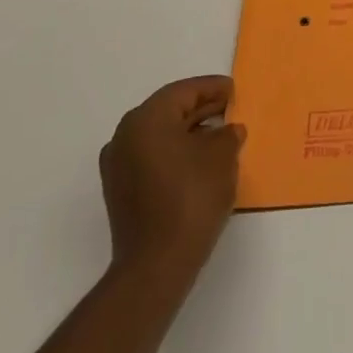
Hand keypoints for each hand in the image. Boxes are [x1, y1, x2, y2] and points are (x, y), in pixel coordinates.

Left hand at [98, 76, 244, 282]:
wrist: (157, 264)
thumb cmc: (191, 197)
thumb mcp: (222, 156)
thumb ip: (228, 134)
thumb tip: (228, 131)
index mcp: (146, 120)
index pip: (183, 92)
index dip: (212, 88)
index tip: (234, 89)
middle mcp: (125, 136)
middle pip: (168, 111)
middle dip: (201, 109)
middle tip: (230, 108)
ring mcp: (118, 166)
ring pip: (160, 135)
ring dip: (189, 131)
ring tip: (221, 135)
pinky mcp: (121, 191)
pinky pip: (152, 157)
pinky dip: (176, 152)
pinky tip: (201, 161)